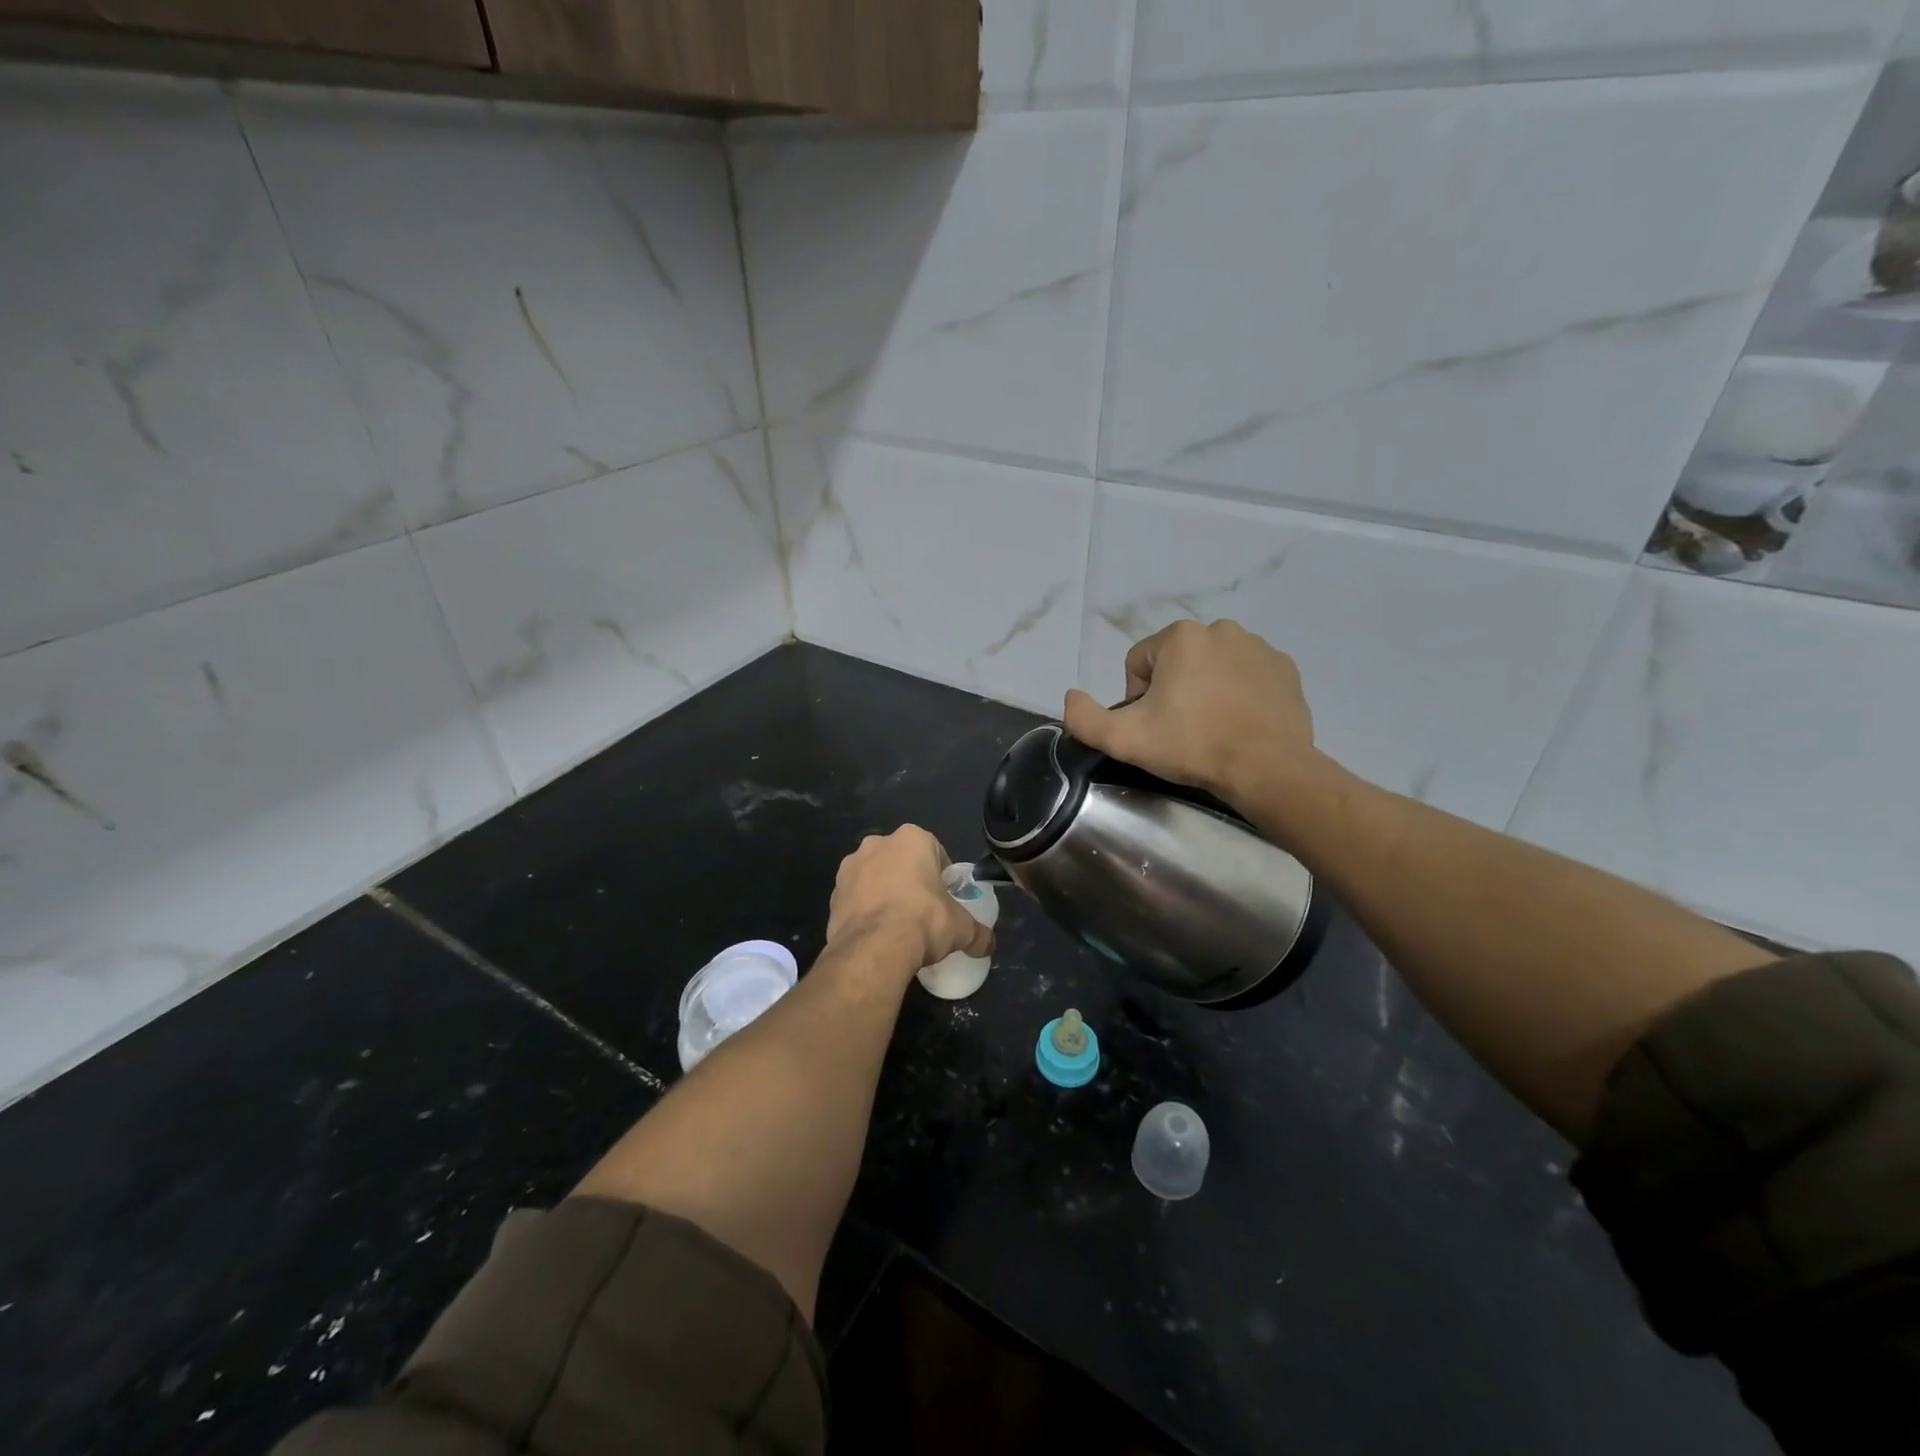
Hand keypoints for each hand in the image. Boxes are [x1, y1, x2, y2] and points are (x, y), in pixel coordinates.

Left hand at [825, 826, 993, 970]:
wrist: (874, 948)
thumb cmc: (924, 921)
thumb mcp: (961, 928)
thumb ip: (978, 933)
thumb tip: (989, 945)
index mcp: (912, 839)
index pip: (934, 851)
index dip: (941, 875)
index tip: (945, 899)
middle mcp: (877, 843)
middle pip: (901, 860)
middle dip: (910, 880)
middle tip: (922, 911)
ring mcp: (850, 867)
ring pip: (875, 877)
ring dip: (884, 893)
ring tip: (896, 926)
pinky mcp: (833, 892)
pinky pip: (855, 898)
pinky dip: (864, 910)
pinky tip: (876, 934)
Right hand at [1063, 619, 1326, 805]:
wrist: (1267, 769)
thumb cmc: (1192, 746)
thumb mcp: (1124, 739)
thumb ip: (1084, 718)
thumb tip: (1072, 697)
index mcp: (1180, 637)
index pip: (1138, 663)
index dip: (1137, 698)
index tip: (1153, 727)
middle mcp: (1221, 629)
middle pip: (1175, 662)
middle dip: (1172, 691)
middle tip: (1180, 731)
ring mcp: (1259, 647)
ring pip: (1212, 667)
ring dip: (1205, 691)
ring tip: (1212, 729)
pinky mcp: (1285, 669)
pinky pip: (1246, 676)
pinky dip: (1238, 694)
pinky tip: (1239, 724)